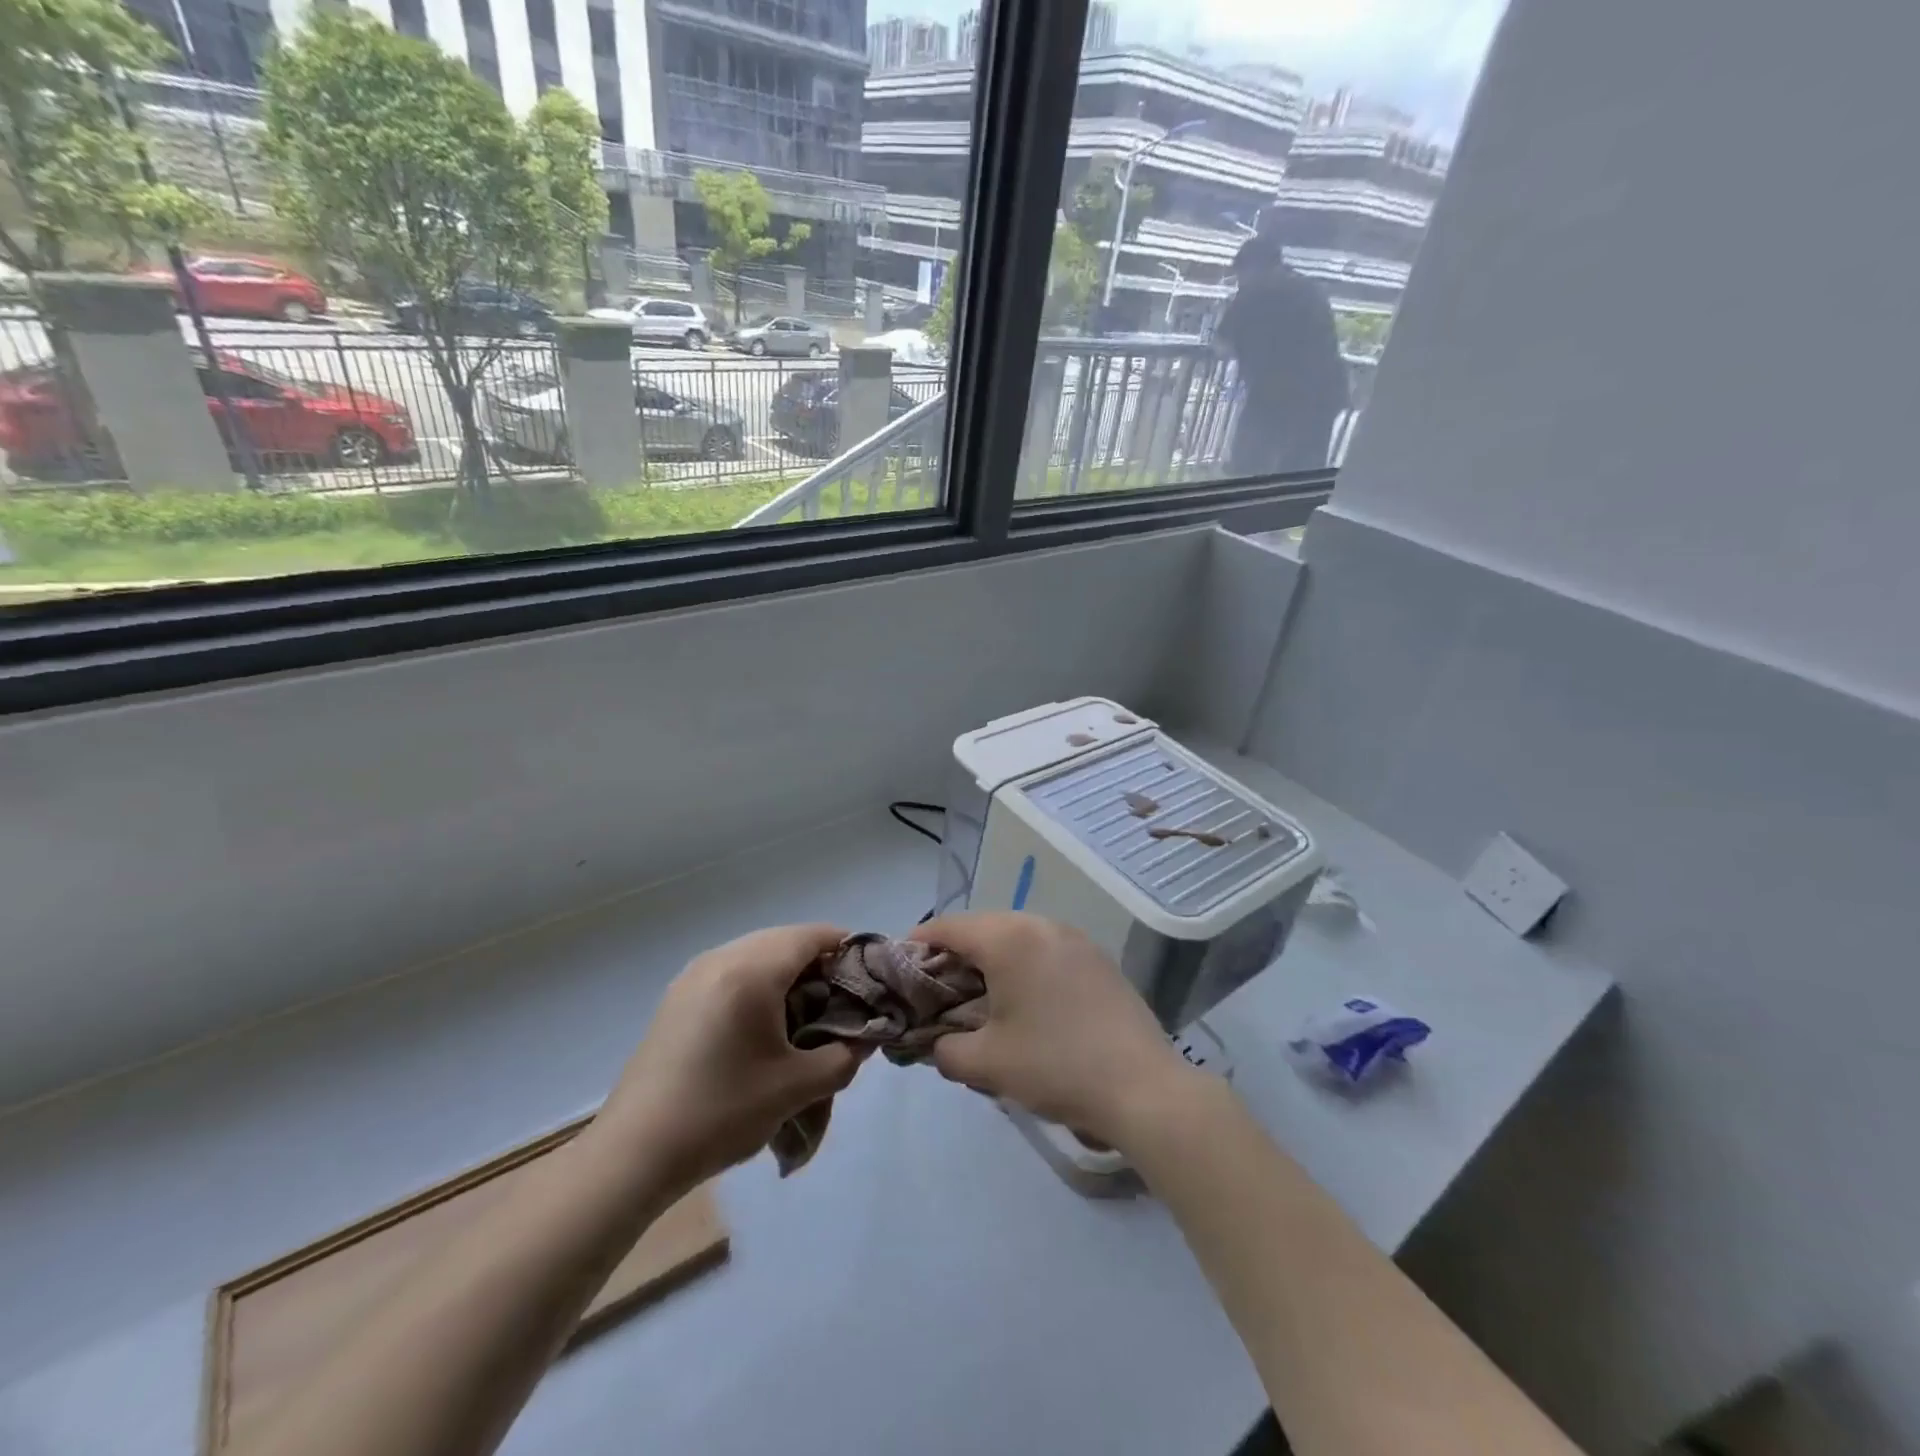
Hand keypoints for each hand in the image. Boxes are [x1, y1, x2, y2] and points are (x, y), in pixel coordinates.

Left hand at [597, 924, 864, 1190]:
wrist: (634, 1152)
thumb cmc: (721, 1113)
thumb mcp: (796, 1089)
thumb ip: (843, 1058)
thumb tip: (864, 1039)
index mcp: (751, 971)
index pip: (811, 936)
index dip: (846, 948)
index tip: (868, 978)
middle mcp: (721, 958)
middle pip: (784, 939)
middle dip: (817, 962)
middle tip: (839, 1000)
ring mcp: (693, 974)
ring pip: (756, 952)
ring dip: (786, 971)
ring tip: (804, 1013)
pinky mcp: (678, 995)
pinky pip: (731, 969)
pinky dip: (757, 982)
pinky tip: (763, 1023)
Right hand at [917, 912, 1196, 1149]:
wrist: (1143, 1087)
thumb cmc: (1056, 1066)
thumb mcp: (987, 1064)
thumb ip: (945, 1049)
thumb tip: (935, 1043)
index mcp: (1009, 938)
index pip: (948, 927)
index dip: (917, 944)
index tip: (898, 969)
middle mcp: (1041, 925)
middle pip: (982, 927)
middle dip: (954, 954)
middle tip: (935, 990)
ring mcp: (1075, 938)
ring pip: (1016, 936)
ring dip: (990, 959)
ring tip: (978, 997)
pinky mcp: (1097, 958)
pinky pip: (1045, 949)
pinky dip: (1023, 965)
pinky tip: (1024, 1001)